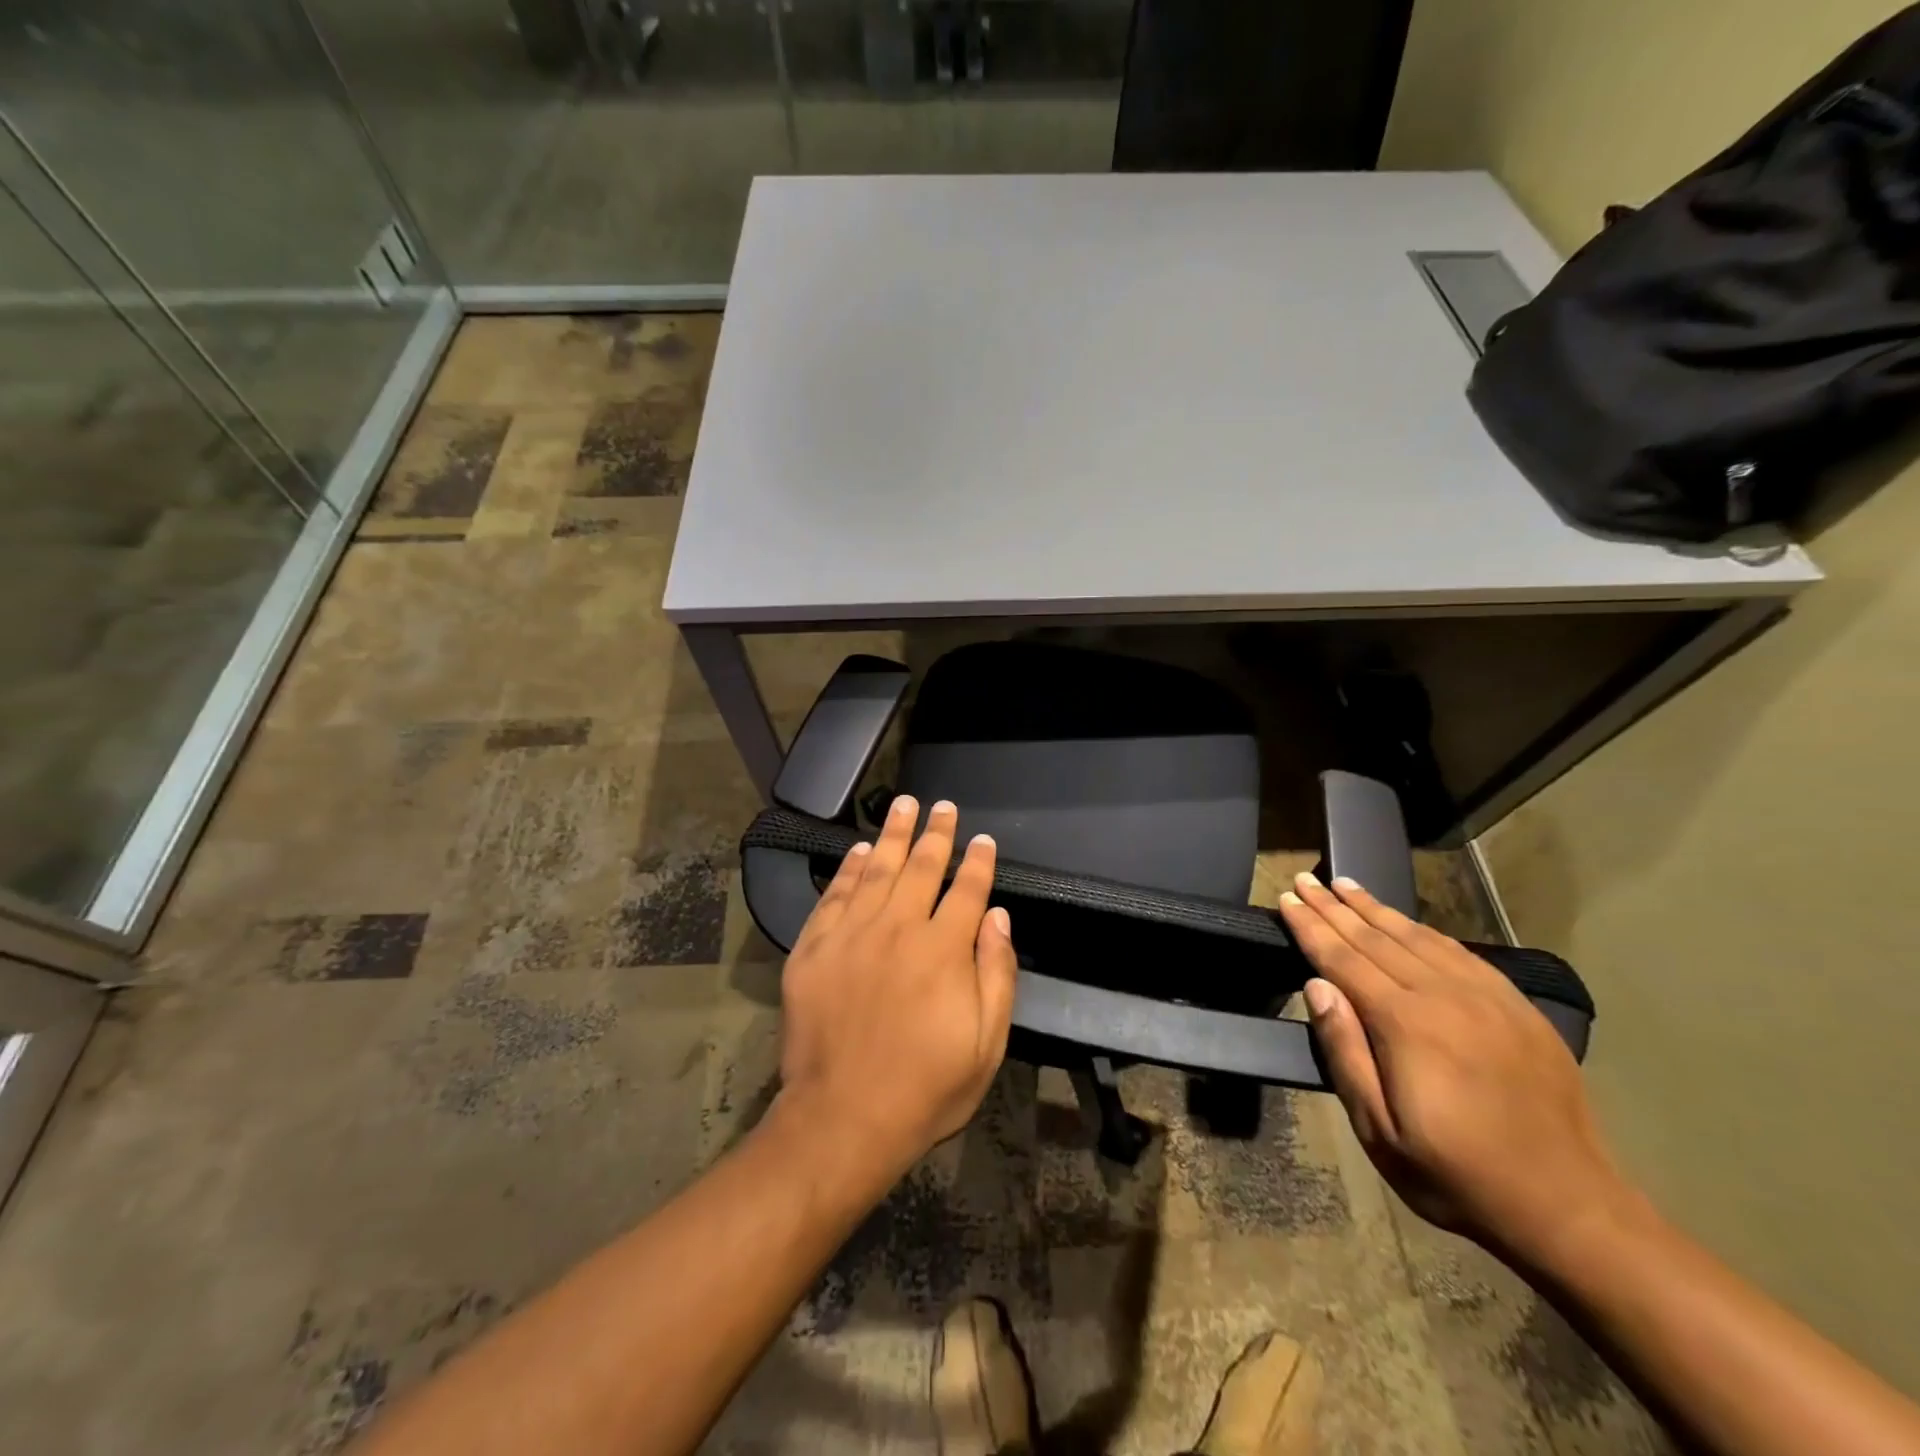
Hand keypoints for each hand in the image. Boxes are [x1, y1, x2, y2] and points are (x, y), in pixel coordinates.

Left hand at [775, 795, 1017, 1176]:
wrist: (842, 1118)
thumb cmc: (926, 1088)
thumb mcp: (986, 1044)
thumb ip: (996, 973)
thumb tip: (998, 916)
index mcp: (943, 950)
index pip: (967, 890)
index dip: (978, 862)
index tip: (984, 839)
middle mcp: (897, 929)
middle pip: (921, 868)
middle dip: (936, 834)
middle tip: (942, 806)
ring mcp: (851, 935)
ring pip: (877, 870)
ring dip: (894, 835)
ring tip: (904, 805)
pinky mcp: (813, 948)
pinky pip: (834, 895)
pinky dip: (849, 868)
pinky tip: (860, 850)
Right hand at [1278, 872, 1633, 1265]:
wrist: (1569, 1209)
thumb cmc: (1456, 1175)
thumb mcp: (1379, 1130)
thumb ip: (1345, 1052)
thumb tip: (1317, 986)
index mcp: (1406, 1024)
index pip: (1343, 959)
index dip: (1311, 927)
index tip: (1286, 898)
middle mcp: (1444, 996)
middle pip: (1376, 938)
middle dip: (1335, 907)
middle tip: (1306, 878)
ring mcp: (1487, 998)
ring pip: (1417, 937)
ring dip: (1375, 909)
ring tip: (1346, 884)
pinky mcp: (1517, 1007)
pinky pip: (1460, 953)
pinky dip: (1423, 930)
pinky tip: (1407, 922)